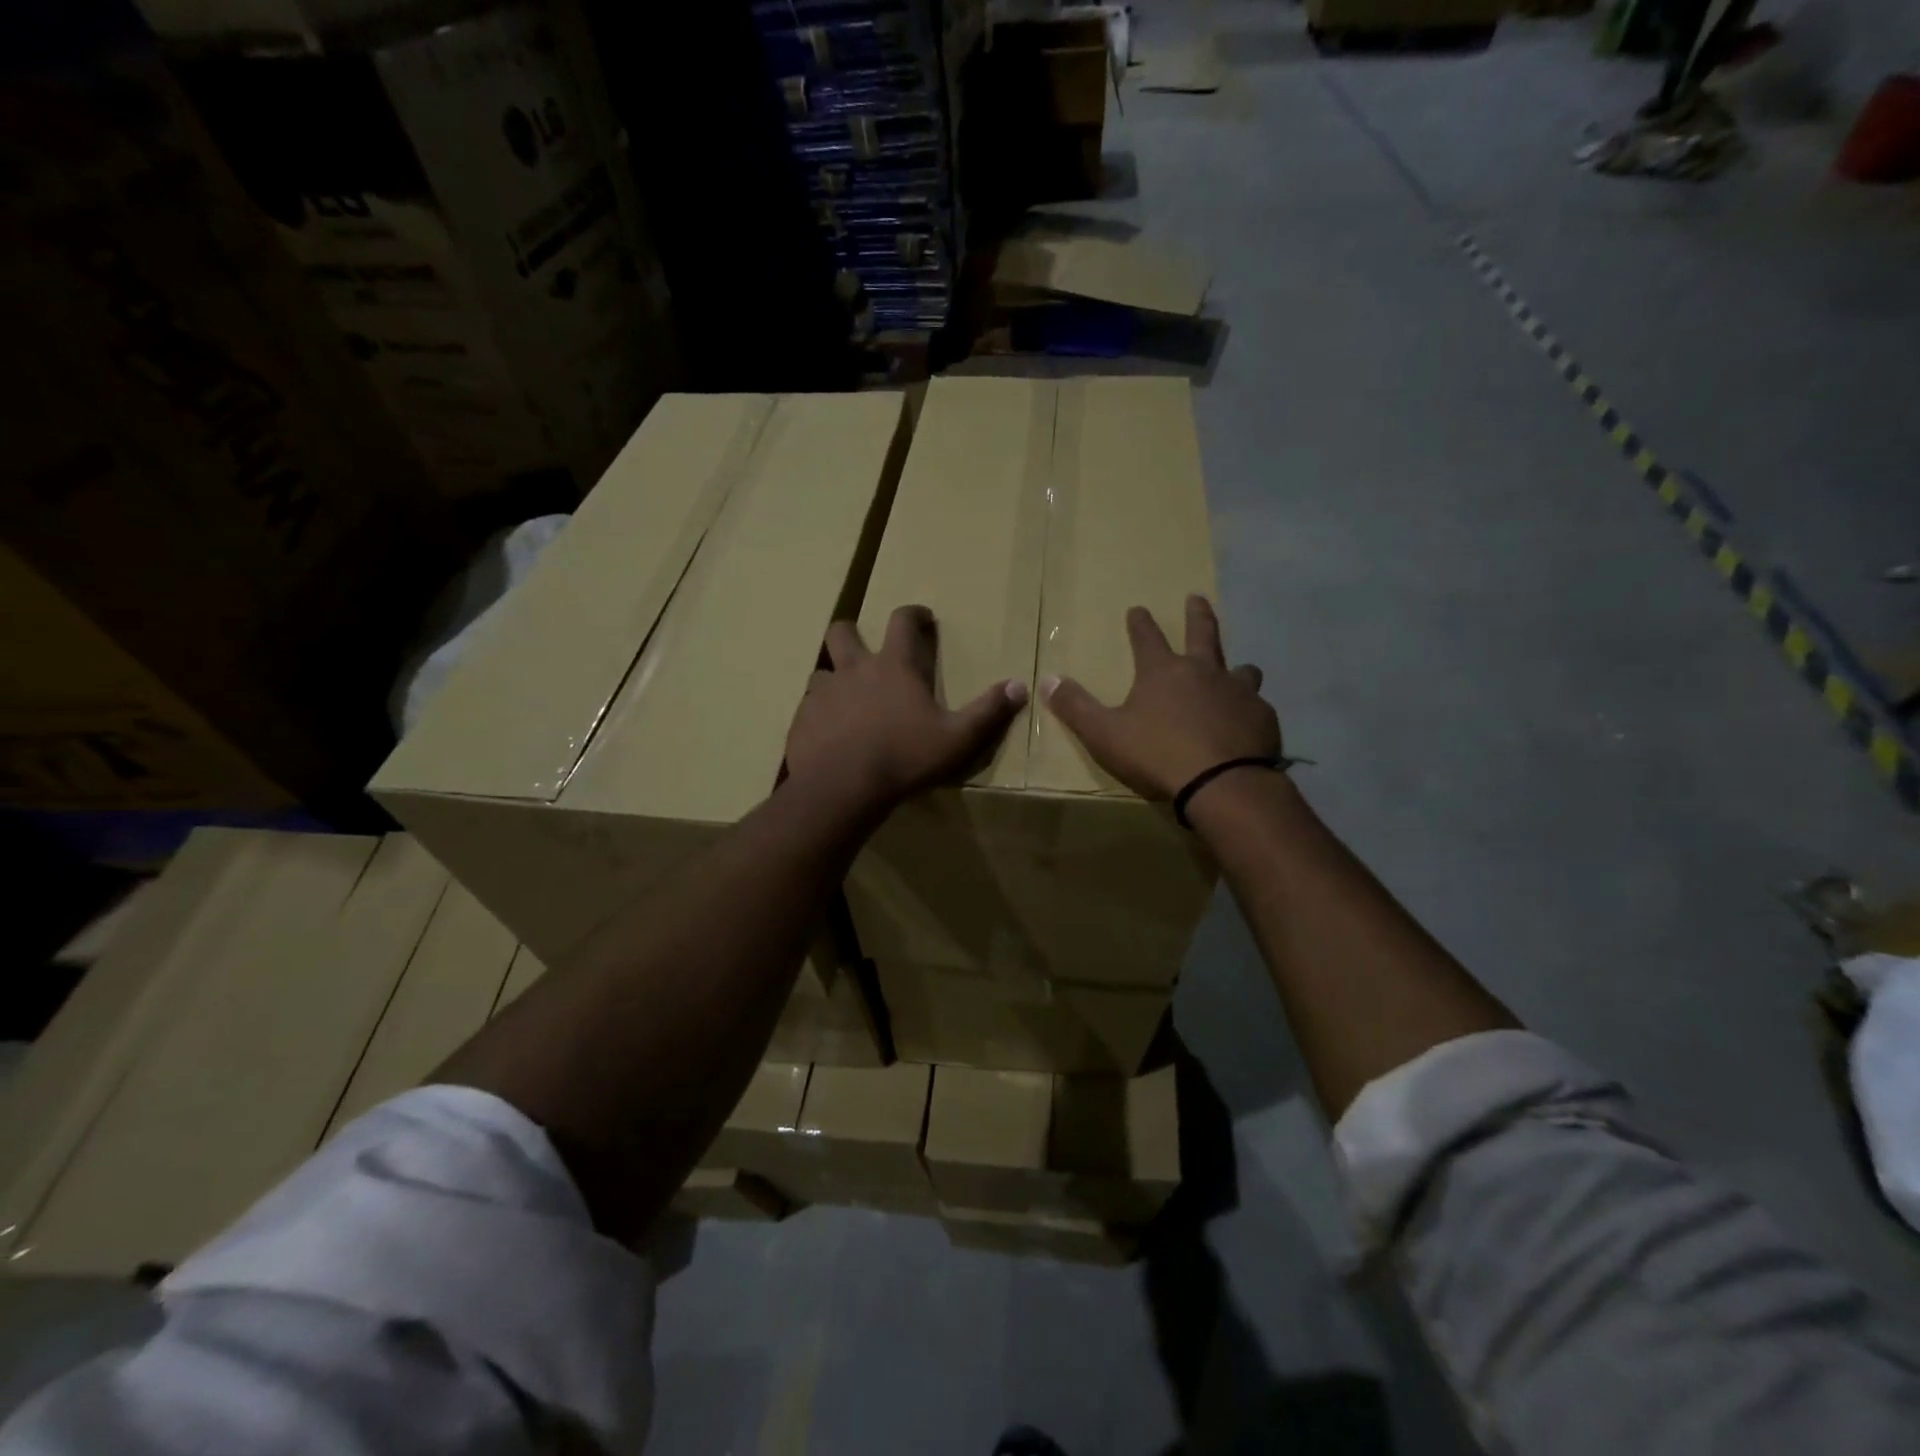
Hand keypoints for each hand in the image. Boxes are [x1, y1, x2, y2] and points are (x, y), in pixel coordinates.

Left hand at [786, 604, 1028, 815]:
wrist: (842, 787)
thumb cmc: (904, 758)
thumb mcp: (957, 739)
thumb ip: (988, 712)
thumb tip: (1020, 686)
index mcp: (893, 667)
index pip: (902, 621)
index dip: (913, 614)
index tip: (922, 618)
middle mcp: (854, 669)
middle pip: (843, 632)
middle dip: (853, 632)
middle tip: (866, 651)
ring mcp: (822, 693)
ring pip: (822, 671)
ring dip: (834, 679)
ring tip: (846, 701)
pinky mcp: (801, 719)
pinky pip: (808, 707)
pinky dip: (819, 713)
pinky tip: (828, 735)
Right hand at [1045, 595, 1278, 800]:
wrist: (1222, 783)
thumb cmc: (1157, 755)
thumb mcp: (1104, 734)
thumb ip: (1076, 707)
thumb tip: (1046, 679)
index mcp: (1163, 672)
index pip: (1146, 637)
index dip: (1140, 623)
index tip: (1138, 608)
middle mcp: (1204, 672)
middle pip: (1203, 633)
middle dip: (1197, 614)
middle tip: (1196, 597)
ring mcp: (1239, 692)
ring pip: (1241, 669)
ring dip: (1236, 667)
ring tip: (1238, 670)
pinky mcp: (1262, 718)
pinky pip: (1257, 705)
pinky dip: (1249, 709)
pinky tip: (1248, 722)